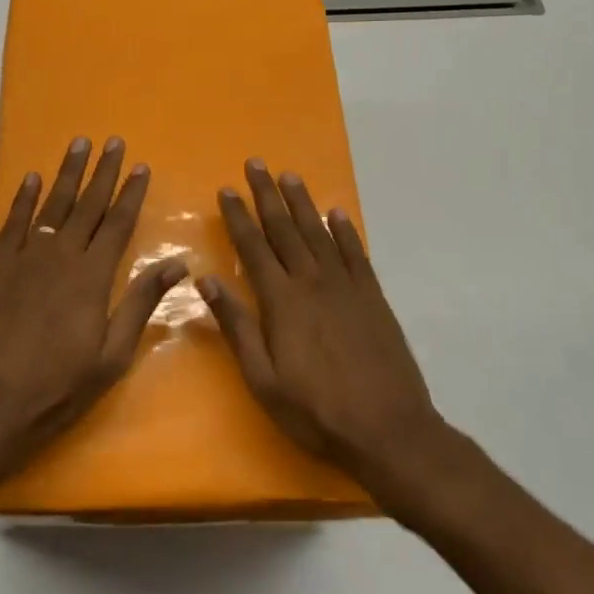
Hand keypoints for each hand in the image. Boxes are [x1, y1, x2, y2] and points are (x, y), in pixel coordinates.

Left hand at [0, 136, 185, 470]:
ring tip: (78, 145)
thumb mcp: (112, 355)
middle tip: (112, 141)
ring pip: (51, 205)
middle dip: (102, 171)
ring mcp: (24, 258)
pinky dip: (23, 198)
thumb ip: (140, 303)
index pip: (117, 224)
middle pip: (86, 205)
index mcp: (92, 277)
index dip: (130, 193)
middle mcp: (59, 256)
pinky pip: (13, 222)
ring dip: (67, 174)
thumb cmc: (58, 387)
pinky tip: (32, 179)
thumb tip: (177, 264)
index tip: (140, 166)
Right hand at [197, 159, 445, 493]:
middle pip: (285, 229)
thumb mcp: (263, 378)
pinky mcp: (373, 298)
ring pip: (319, 233)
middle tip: (256, 163)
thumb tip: (205, 280)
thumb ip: (236, 326)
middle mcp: (312, 283)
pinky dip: (344, 231)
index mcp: (281, 302)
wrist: (388, 430)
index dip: (239, 217)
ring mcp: (347, 288)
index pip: (253, 248)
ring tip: (290, 176)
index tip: (227, 190)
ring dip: (302, 203)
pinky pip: (356, 254)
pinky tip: (336, 214)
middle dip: (267, 195)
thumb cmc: (316, 410)